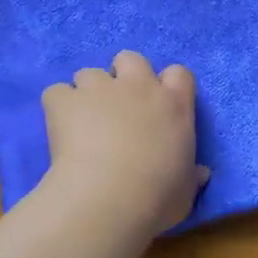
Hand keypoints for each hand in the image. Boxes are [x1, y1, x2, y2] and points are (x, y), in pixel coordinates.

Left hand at [40, 51, 209, 235]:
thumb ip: (190, 175)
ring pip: (89, 73)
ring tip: (82, 122)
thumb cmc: (157, 197)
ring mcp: (99, 89)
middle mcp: (139, 87)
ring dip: (87, 92)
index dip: (167, 84)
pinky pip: (57, 93)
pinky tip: (57, 130)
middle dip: (123, 76)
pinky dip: (57, 108)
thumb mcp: (185, 191)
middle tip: (118, 107)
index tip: (158, 105)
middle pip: (131, 59)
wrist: (108, 198)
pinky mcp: (64, 100)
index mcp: (175, 106)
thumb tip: (200, 173)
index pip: (179, 74)